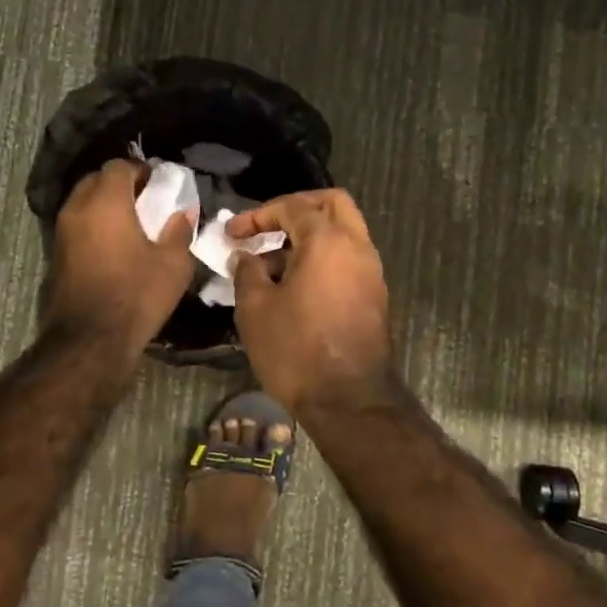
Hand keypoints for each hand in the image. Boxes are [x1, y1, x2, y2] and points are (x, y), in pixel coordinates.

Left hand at [42, 159, 195, 354]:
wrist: (88, 341)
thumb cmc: (136, 295)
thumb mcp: (172, 264)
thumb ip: (179, 231)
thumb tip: (183, 213)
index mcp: (106, 202)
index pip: (118, 166)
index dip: (139, 170)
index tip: (157, 183)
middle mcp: (77, 209)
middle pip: (95, 180)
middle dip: (118, 184)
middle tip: (143, 200)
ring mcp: (60, 233)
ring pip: (82, 204)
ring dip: (103, 206)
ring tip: (128, 224)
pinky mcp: (54, 256)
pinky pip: (75, 227)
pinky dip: (92, 227)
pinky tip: (111, 247)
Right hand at [227, 189, 394, 410]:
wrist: (349, 401)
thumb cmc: (297, 349)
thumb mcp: (256, 308)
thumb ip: (247, 272)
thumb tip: (246, 257)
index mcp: (328, 240)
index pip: (293, 206)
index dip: (258, 215)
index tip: (232, 233)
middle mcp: (357, 247)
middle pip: (332, 204)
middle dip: (296, 209)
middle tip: (267, 228)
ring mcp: (371, 272)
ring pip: (342, 233)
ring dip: (308, 237)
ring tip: (270, 265)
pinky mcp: (374, 297)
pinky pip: (347, 260)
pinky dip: (322, 259)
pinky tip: (293, 286)